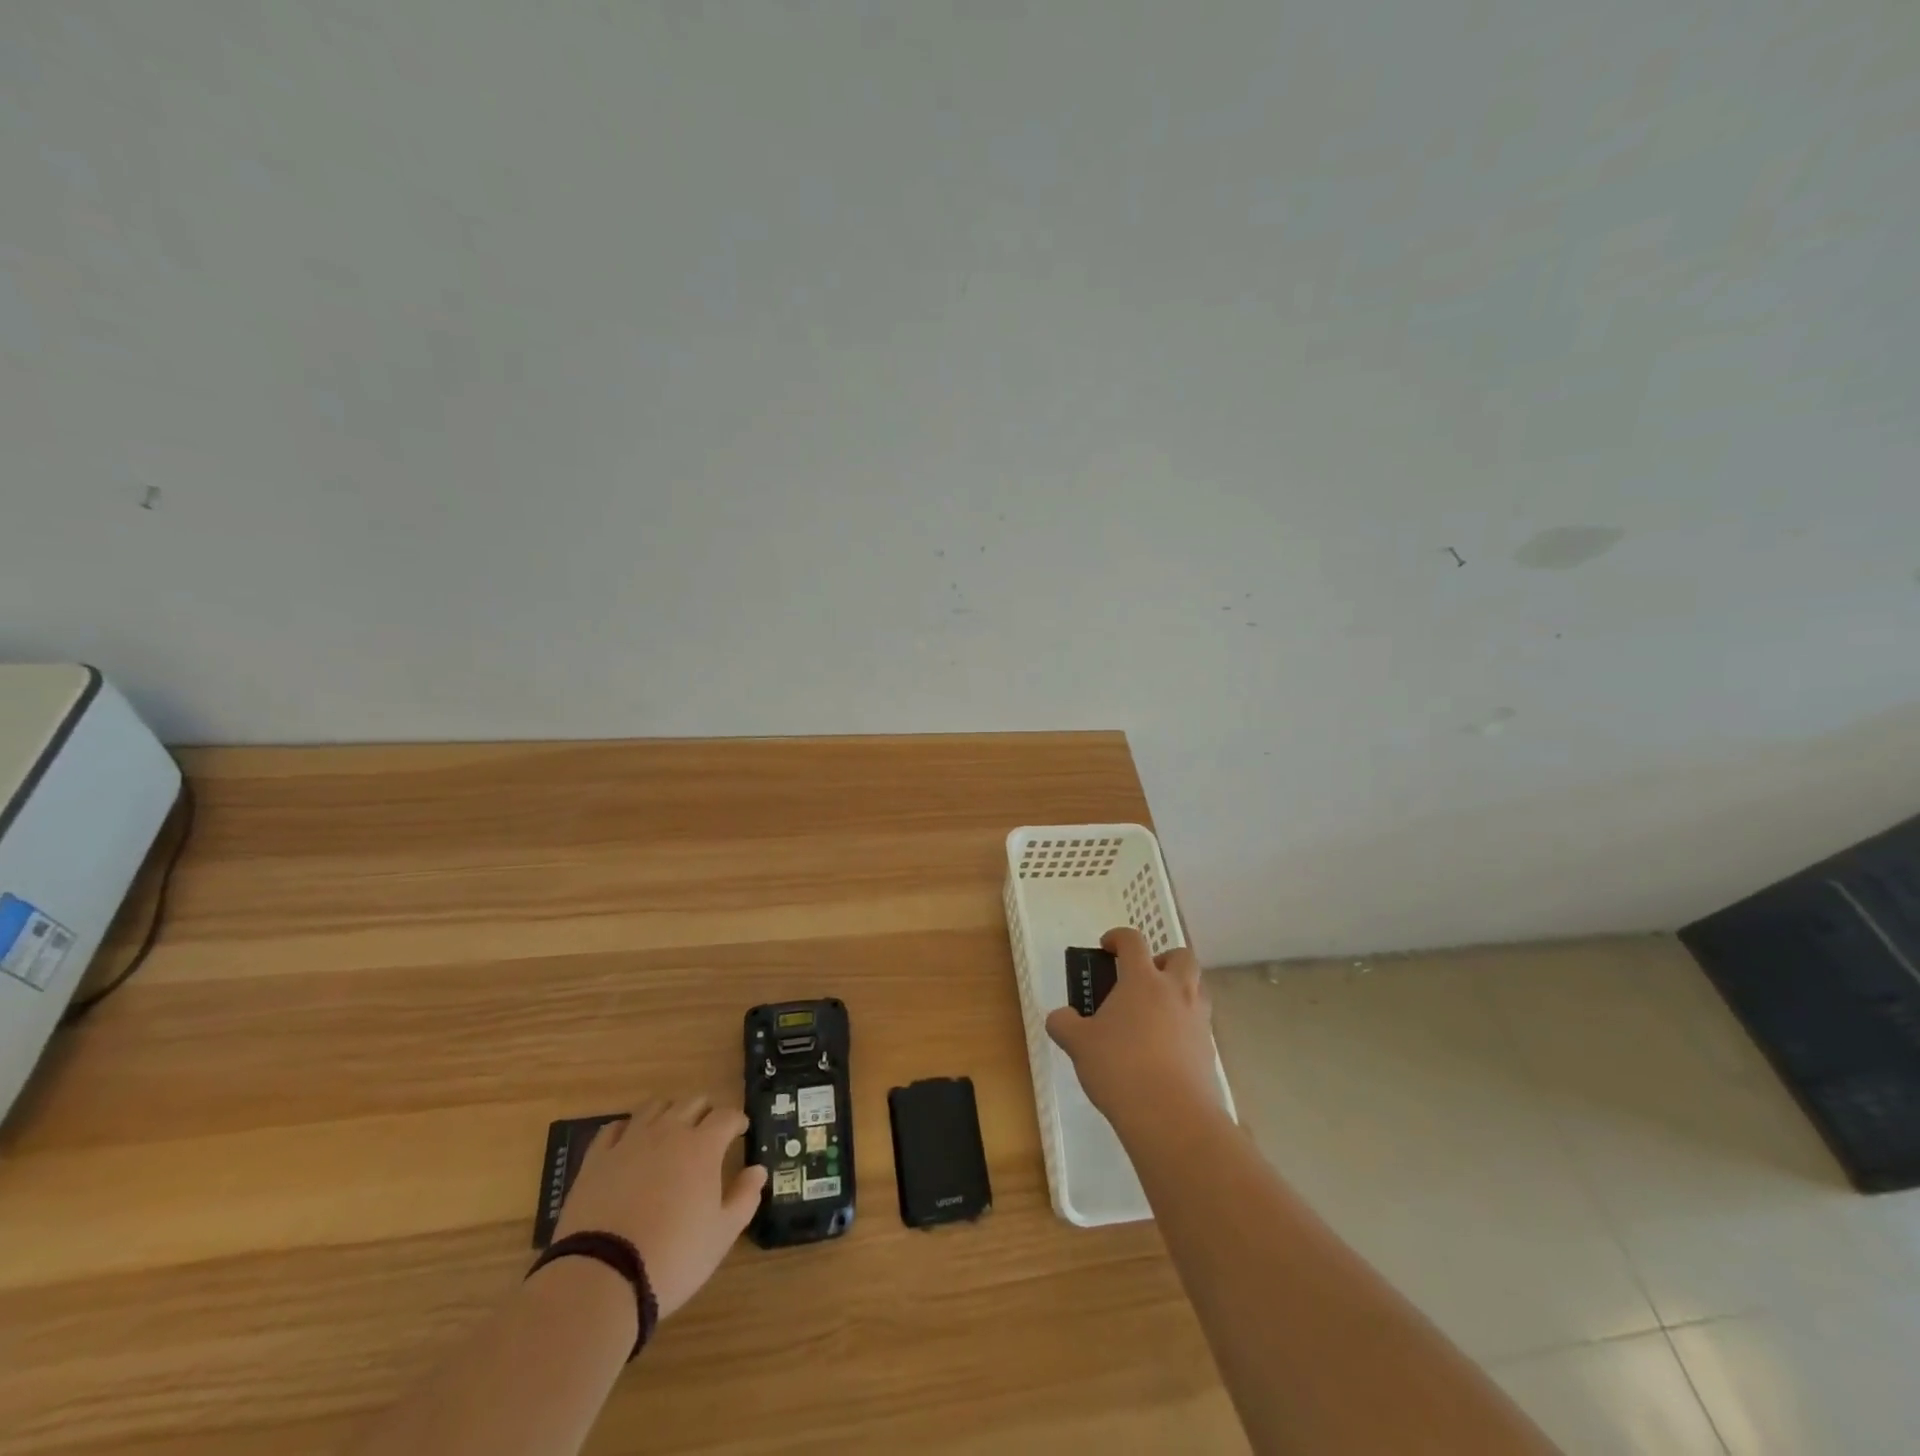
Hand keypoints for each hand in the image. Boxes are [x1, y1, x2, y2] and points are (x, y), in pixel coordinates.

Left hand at [554, 1097, 767, 1319]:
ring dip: (669, 1112)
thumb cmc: (673, 1257)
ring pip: (655, 1107)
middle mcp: (669, 1132)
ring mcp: (630, 1141)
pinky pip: (615, 1127)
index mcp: (703, 1146)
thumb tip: (758, 1170)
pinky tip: (630, 1141)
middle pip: (692, 1102)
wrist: (602, 1278)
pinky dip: (628, 1128)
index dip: (737, 1120)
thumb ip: (745, 1197)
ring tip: (671, 1130)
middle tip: (709, 1130)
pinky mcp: (597, 1158)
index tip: (741, 1130)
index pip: (727, 1116)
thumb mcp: (721, 1234)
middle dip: (706, 1111)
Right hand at [1046, 927, 1218, 1122]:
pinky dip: (1184, 1026)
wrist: (1172, 1116)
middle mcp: (1175, 991)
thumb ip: (1064, 1024)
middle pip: (1181, 956)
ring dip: (1178, 991)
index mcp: (1142, 980)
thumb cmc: (1120, 1067)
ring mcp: (1197, 1020)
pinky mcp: (1209, 1050)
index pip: (1133, 940)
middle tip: (1142, 978)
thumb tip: (1059, 1017)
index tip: (1106, 947)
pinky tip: (1163, 1049)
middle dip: (1163, 960)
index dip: (1118, 937)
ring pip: (1196, 989)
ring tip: (1153, 1015)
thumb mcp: (1079, 1044)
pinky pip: (1199, 1024)